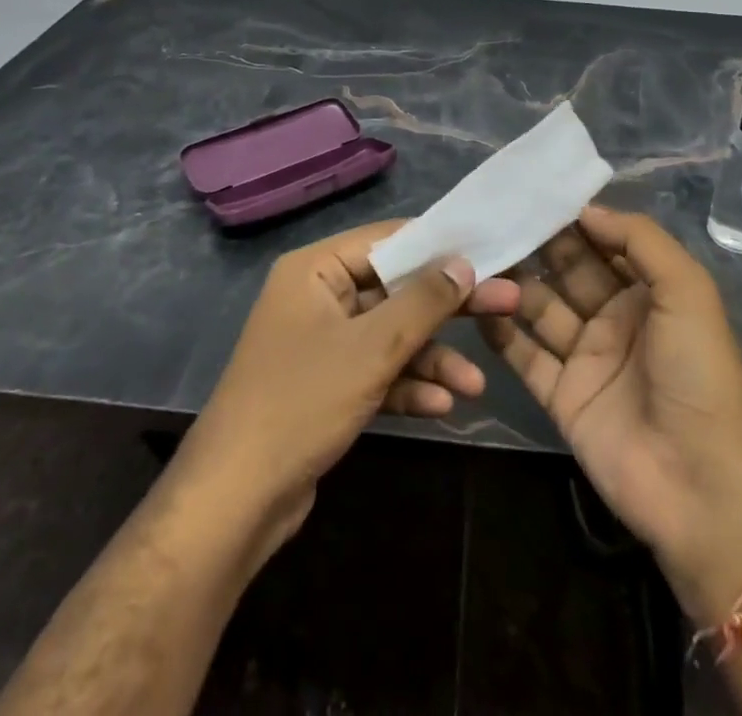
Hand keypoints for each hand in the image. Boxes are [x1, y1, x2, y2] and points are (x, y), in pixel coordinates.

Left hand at [176, 220, 520, 554]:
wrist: (236, 501)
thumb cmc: (302, 402)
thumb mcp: (371, 349)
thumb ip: (422, 302)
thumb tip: (463, 263)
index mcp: (316, 270)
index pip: (387, 240)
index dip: (439, 246)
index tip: (488, 252)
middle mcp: (318, 297)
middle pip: (395, 290)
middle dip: (446, 308)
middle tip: (506, 305)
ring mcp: (322, 343)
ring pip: (390, 336)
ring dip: (431, 357)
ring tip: (476, 383)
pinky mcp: (327, 385)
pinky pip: (376, 371)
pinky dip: (406, 384)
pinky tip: (443, 406)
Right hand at [478, 204, 741, 620]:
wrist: (702, 488)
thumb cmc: (699, 375)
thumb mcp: (687, 291)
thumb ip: (639, 240)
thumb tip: (584, 210)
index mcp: (648, 291)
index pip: (602, 241)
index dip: (571, 217)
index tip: (528, 192)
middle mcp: (614, 317)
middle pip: (566, 270)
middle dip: (534, 244)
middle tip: (491, 216)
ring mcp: (586, 357)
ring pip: (539, 306)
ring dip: (511, 282)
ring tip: (474, 254)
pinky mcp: (560, 396)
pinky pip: (524, 354)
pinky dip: (500, 331)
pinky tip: (475, 304)